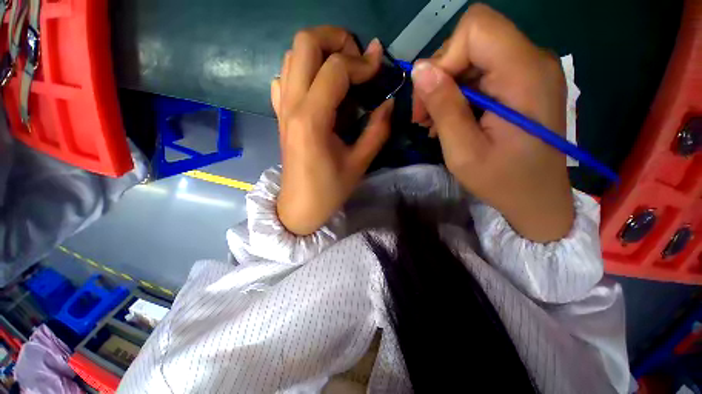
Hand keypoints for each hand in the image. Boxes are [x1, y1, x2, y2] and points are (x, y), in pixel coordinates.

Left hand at [271, 27, 393, 235]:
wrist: (299, 207)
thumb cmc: (329, 190)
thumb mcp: (359, 163)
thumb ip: (378, 130)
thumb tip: (389, 101)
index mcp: (312, 119)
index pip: (336, 68)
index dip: (362, 63)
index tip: (379, 71)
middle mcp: (291, 105)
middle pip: (305, 42)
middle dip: (336, 39)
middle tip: (358, 59)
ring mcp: (282, 108)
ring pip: (292, 55)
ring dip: (320, 53)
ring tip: (342, 72)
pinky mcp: (280, 115)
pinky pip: (285, 78)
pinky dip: (303, 72)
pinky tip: (320, 90)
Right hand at [411, 4, 573, 242]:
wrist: (537, 198)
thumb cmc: (502, 181)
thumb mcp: (463, 151)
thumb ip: (443, 107)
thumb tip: (419, 70)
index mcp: (524, 74)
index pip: (476, 27)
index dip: (445, 58)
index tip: (431, 99)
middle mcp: (532, 61)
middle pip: (472, 39)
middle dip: (440, 75)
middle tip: (424, 116)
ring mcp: (529, 70)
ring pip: (472, 56)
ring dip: (445, 87)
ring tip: (434, 123)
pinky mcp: (522, 83)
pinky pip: (481, 72)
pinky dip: (458, 93)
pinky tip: (450, 119)